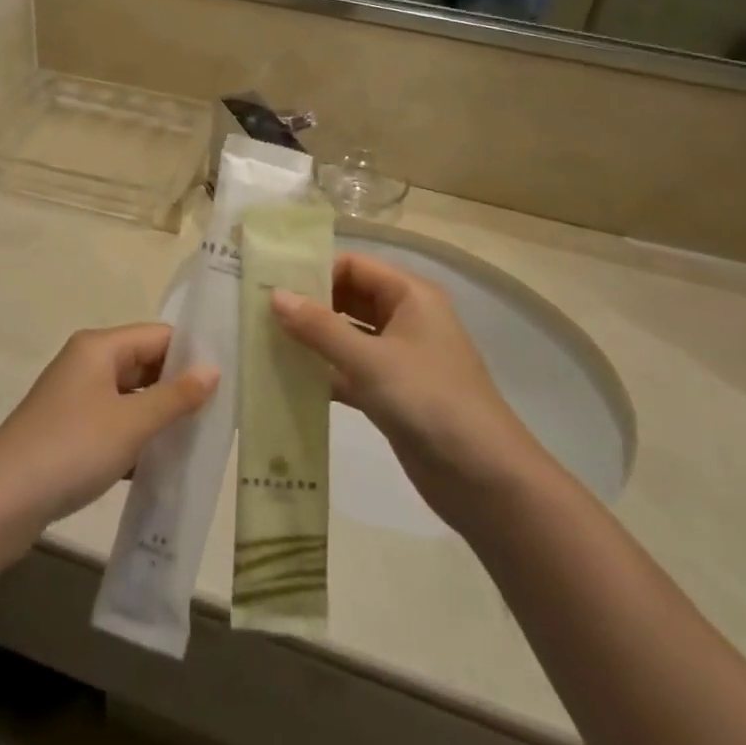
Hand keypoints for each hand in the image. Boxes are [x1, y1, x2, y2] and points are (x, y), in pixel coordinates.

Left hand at [0, 325, 218, 557]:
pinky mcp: (68, 431)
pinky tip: (161, 465)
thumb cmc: (72, 449)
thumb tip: (214, 369)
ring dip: (159, 418)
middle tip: (219, 416)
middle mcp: (86, 364)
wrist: (0, 502)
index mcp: (99, 347)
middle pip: (145, 364)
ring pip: (130, 398)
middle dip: (178, 389)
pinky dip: (136, 440)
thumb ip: (176, 396)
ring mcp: (75, 399)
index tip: (227, 382)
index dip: (192, 356)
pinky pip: (114, 424)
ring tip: (198, 441)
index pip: (159, 336)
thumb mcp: (132, 422)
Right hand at [271, 254, 544, 527]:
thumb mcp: (370, 360)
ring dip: (312, 341)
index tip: (271, 288)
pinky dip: (323, 373)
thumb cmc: (430, 402)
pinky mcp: (392, 392)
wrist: (485, 479)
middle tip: (260, 316)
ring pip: (347, 336)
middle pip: (348, 297)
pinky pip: (350, 370)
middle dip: (309, 306)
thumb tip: (274, 295)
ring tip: (265, 344)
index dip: (314, 272)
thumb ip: (319, 327)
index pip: (353, 266)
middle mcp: (406, 319)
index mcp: (410, 296)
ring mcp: (400, 358)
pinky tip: (287, 381)